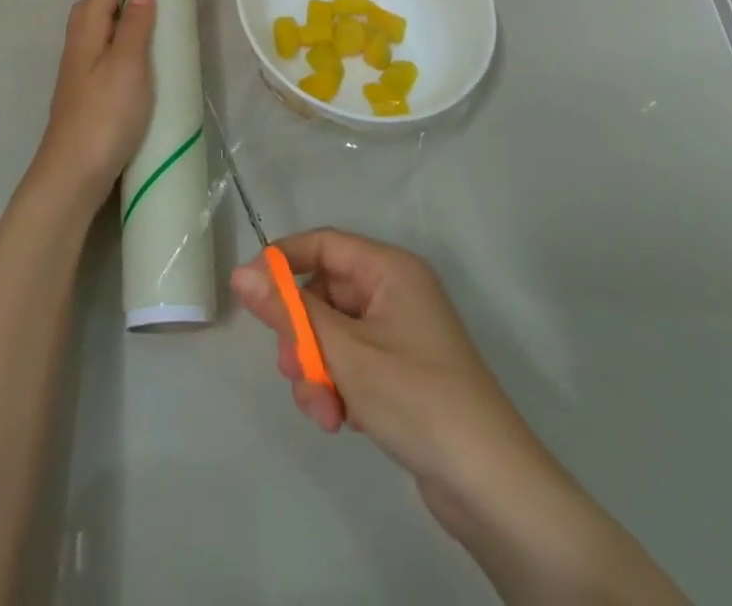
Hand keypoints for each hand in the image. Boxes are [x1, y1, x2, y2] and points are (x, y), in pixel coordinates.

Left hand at [29, 0, 156, 213]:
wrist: (72, 174)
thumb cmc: (103, 116)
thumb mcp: (128, 67)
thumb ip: (136, 27)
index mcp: (89, 27)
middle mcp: (80, 38)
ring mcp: (81, 62)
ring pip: (102, 17)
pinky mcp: (88, 83)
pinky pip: (108, 39)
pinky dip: (123, 26)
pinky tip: (135, 39)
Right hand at [230, 230, 544, 519]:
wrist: (492, 488)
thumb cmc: (416, 399)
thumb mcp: (343, 352)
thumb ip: (288, 311)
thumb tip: (239, 273)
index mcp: (389, 269)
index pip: (322, 244)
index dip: (282, 263)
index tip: (249, 295)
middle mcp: (394, 291)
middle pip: (323, 293)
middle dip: (302, 336)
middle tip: (293, 372)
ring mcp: (398, 333)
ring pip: (332, 333)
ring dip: (317, 369)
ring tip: (324, 412)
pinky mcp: (400, 371)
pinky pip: (351, 361)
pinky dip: (338, 386)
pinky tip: (342, 421)